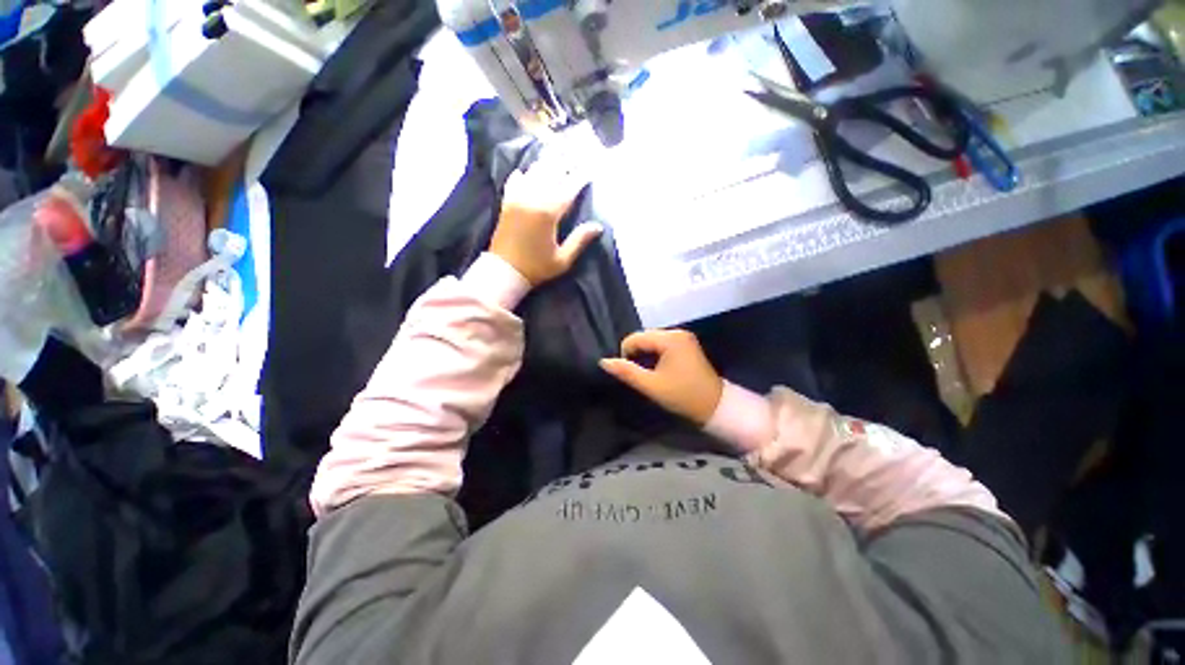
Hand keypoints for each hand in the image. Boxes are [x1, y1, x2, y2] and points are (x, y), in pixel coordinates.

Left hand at [490, 158, 601, 285]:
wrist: (504, 271)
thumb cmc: (537, 267)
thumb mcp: (562, 259)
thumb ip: (579, 240)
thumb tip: (598, 226)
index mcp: (549, 213)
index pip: (568, 189)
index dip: (580, 177)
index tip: (589, 168)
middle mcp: (533, 199)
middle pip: (551, 174)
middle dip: (564, 163)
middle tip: (574, 153)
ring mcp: (517, 199)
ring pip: (533, 173)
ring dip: (545, 164)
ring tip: (554, 153)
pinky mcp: (506, 203)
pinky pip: (514, 182)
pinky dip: (521, 175)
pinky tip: (525, 171)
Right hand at [599, 329, 723, 425]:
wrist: (715, 406)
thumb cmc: (682, 396)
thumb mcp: (651, 386)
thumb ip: (626, 372)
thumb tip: (604, 361)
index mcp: (670, 338)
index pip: (635, 338)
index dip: (626, 354)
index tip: (632, 374)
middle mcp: (677, 332)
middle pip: (644, 337)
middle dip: (637, 354)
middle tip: (640, 375)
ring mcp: (684, 337)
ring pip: (652, 340)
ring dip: (646, 354)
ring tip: (648, 373)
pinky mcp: (687, 344)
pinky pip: (663, 344)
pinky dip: (656, 354)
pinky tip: (658, 368)